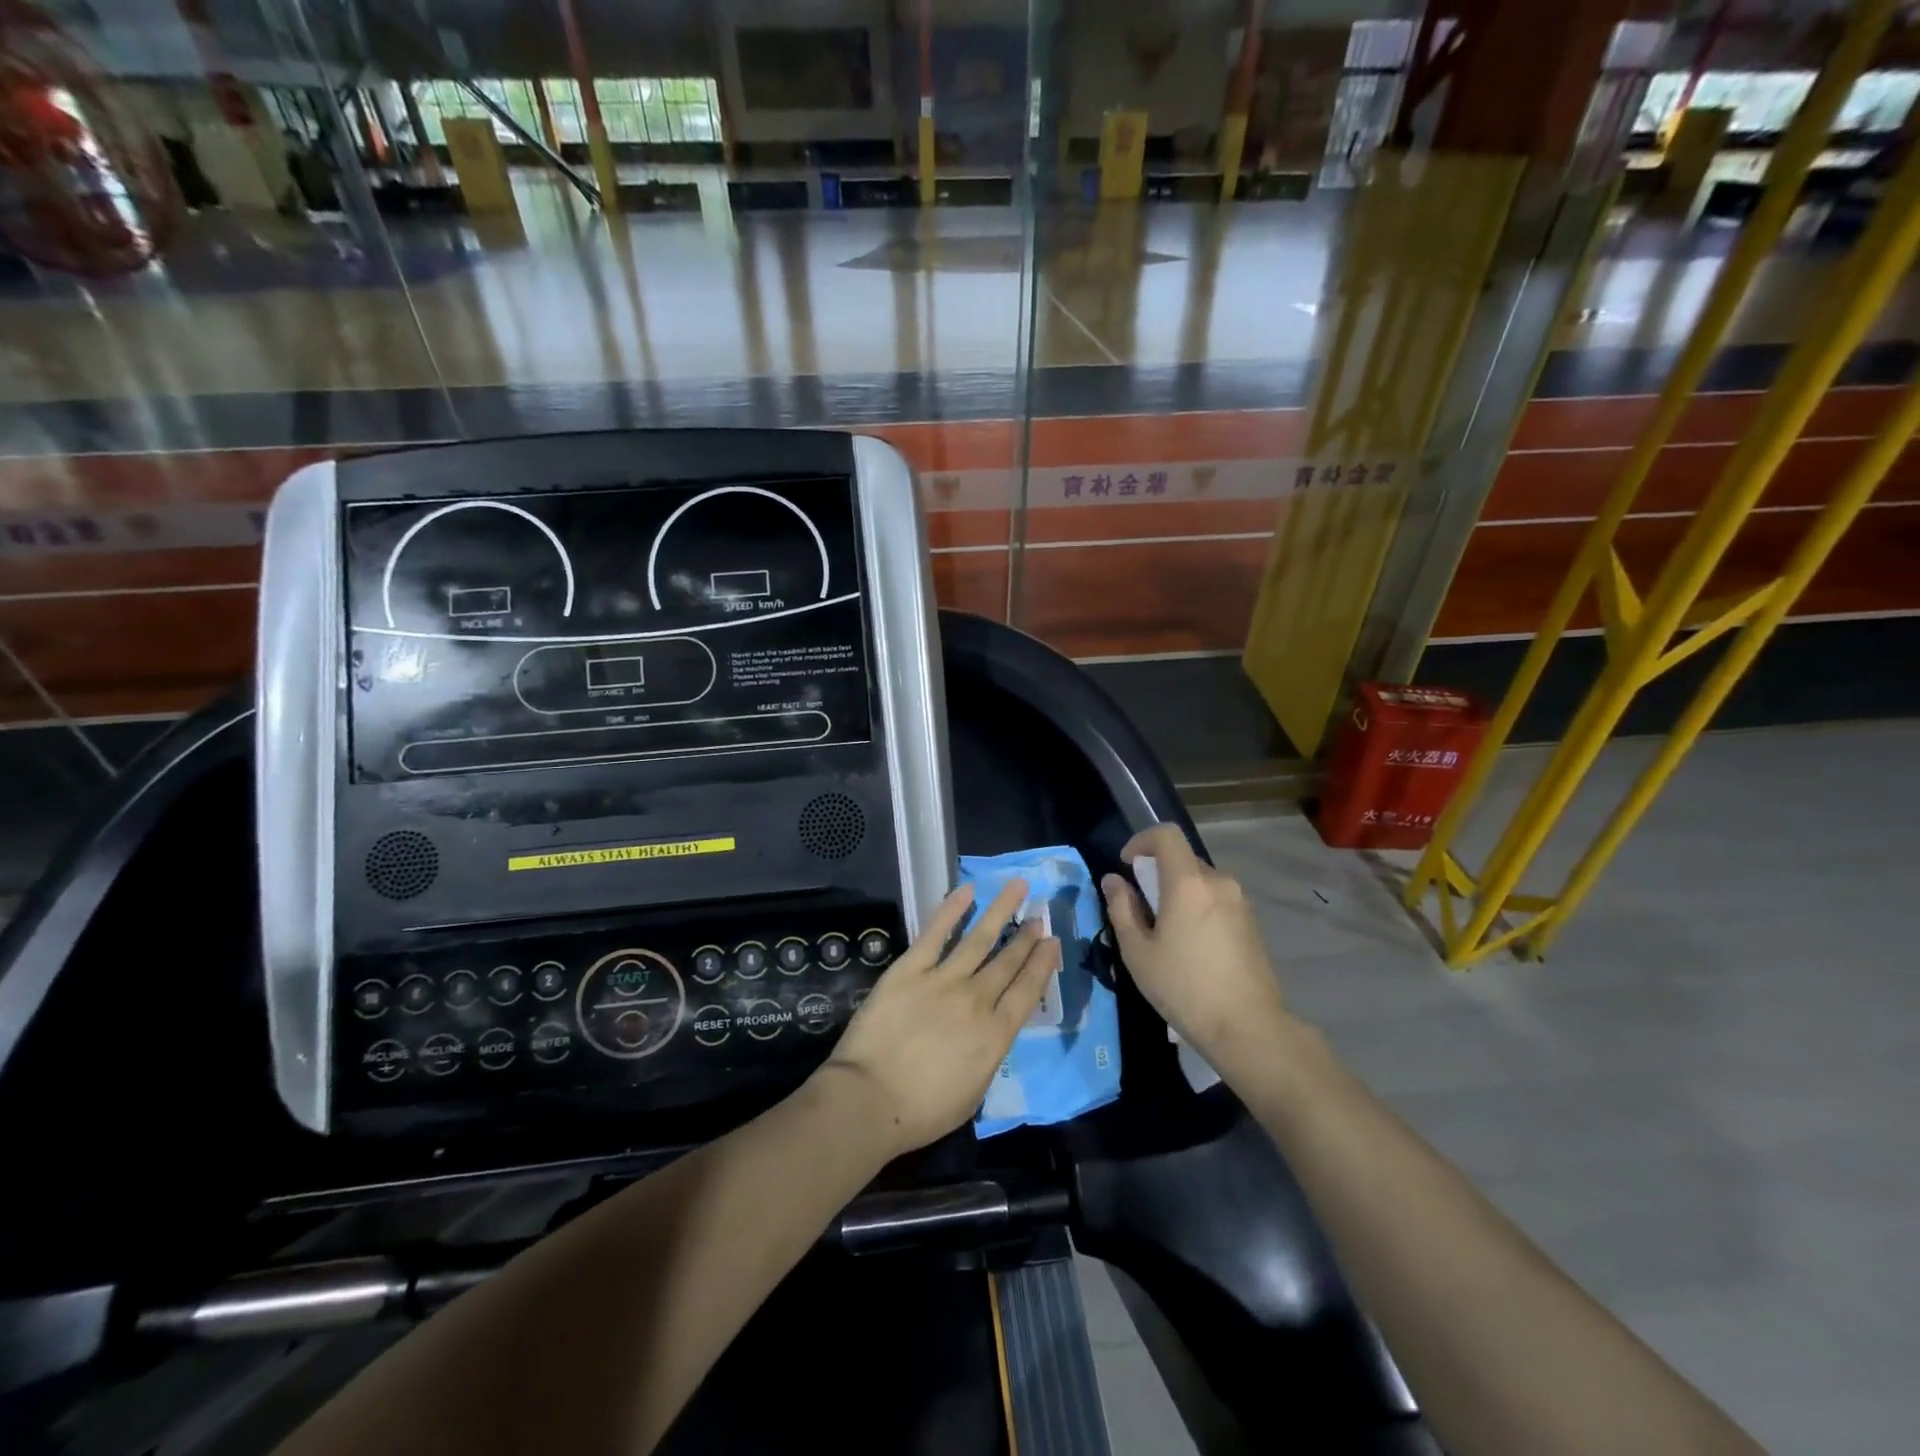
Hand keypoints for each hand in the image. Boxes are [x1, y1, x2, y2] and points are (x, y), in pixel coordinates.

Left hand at [821, 880, 1058, 1158]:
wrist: (870, 1099)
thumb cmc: (922, 1111)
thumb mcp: (973, 1093)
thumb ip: (987, 1056)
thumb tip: (990, 1033)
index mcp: (995, 1035)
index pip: (1027, 992)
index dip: (1042, 964)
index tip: (1053, 942)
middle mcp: (976, 1000)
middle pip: (1007, 962)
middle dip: (1026, 936)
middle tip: (1039, 915)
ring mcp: (943, 980)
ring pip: (979, 938)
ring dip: (1000, 911)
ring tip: (1017, 888)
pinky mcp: (910, 969)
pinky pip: (936, 933)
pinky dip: (952, 909)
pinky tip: (967, 890)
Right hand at [1100, 824, 1289, 1076]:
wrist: (1248, 1027)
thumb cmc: (1184, 987)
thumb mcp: (1138, 951)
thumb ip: (1122, 908)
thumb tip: (1113, 880)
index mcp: (1188, 883)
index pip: (1166, 835)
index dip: (1141, 840)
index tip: (1126, 864)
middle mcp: (1218, 882)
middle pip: (1183, 859)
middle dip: (1157, 872)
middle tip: (1140, 908)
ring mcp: (1239, 902)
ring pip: (1200, 881)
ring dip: (1178, 892)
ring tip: (1165, 932)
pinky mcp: (1251, 922)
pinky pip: (1216, 900)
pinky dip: (1197, 908)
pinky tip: (1191, 946)